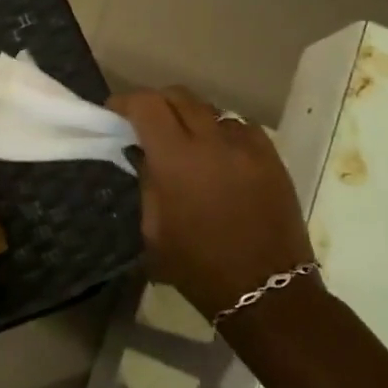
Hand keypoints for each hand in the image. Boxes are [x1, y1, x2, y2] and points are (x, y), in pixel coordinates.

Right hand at [109, 87, 314, 319]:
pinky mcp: (273, 158)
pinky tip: (218, 153)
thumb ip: (146, 181)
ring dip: (190, 117)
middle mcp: (213, 142)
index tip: (114, 112)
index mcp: (176, 159)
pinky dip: (222, 131)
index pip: (147, 105)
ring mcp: (248, 147)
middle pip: (179, 96)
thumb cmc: (197, 265)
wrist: (267, 291)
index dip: (126, 102)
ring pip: (211, 109)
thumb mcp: (153, 227)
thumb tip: (142, 153)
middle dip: (156, 103)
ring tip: (184, 139)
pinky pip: (241, 127)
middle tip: (145, 122)